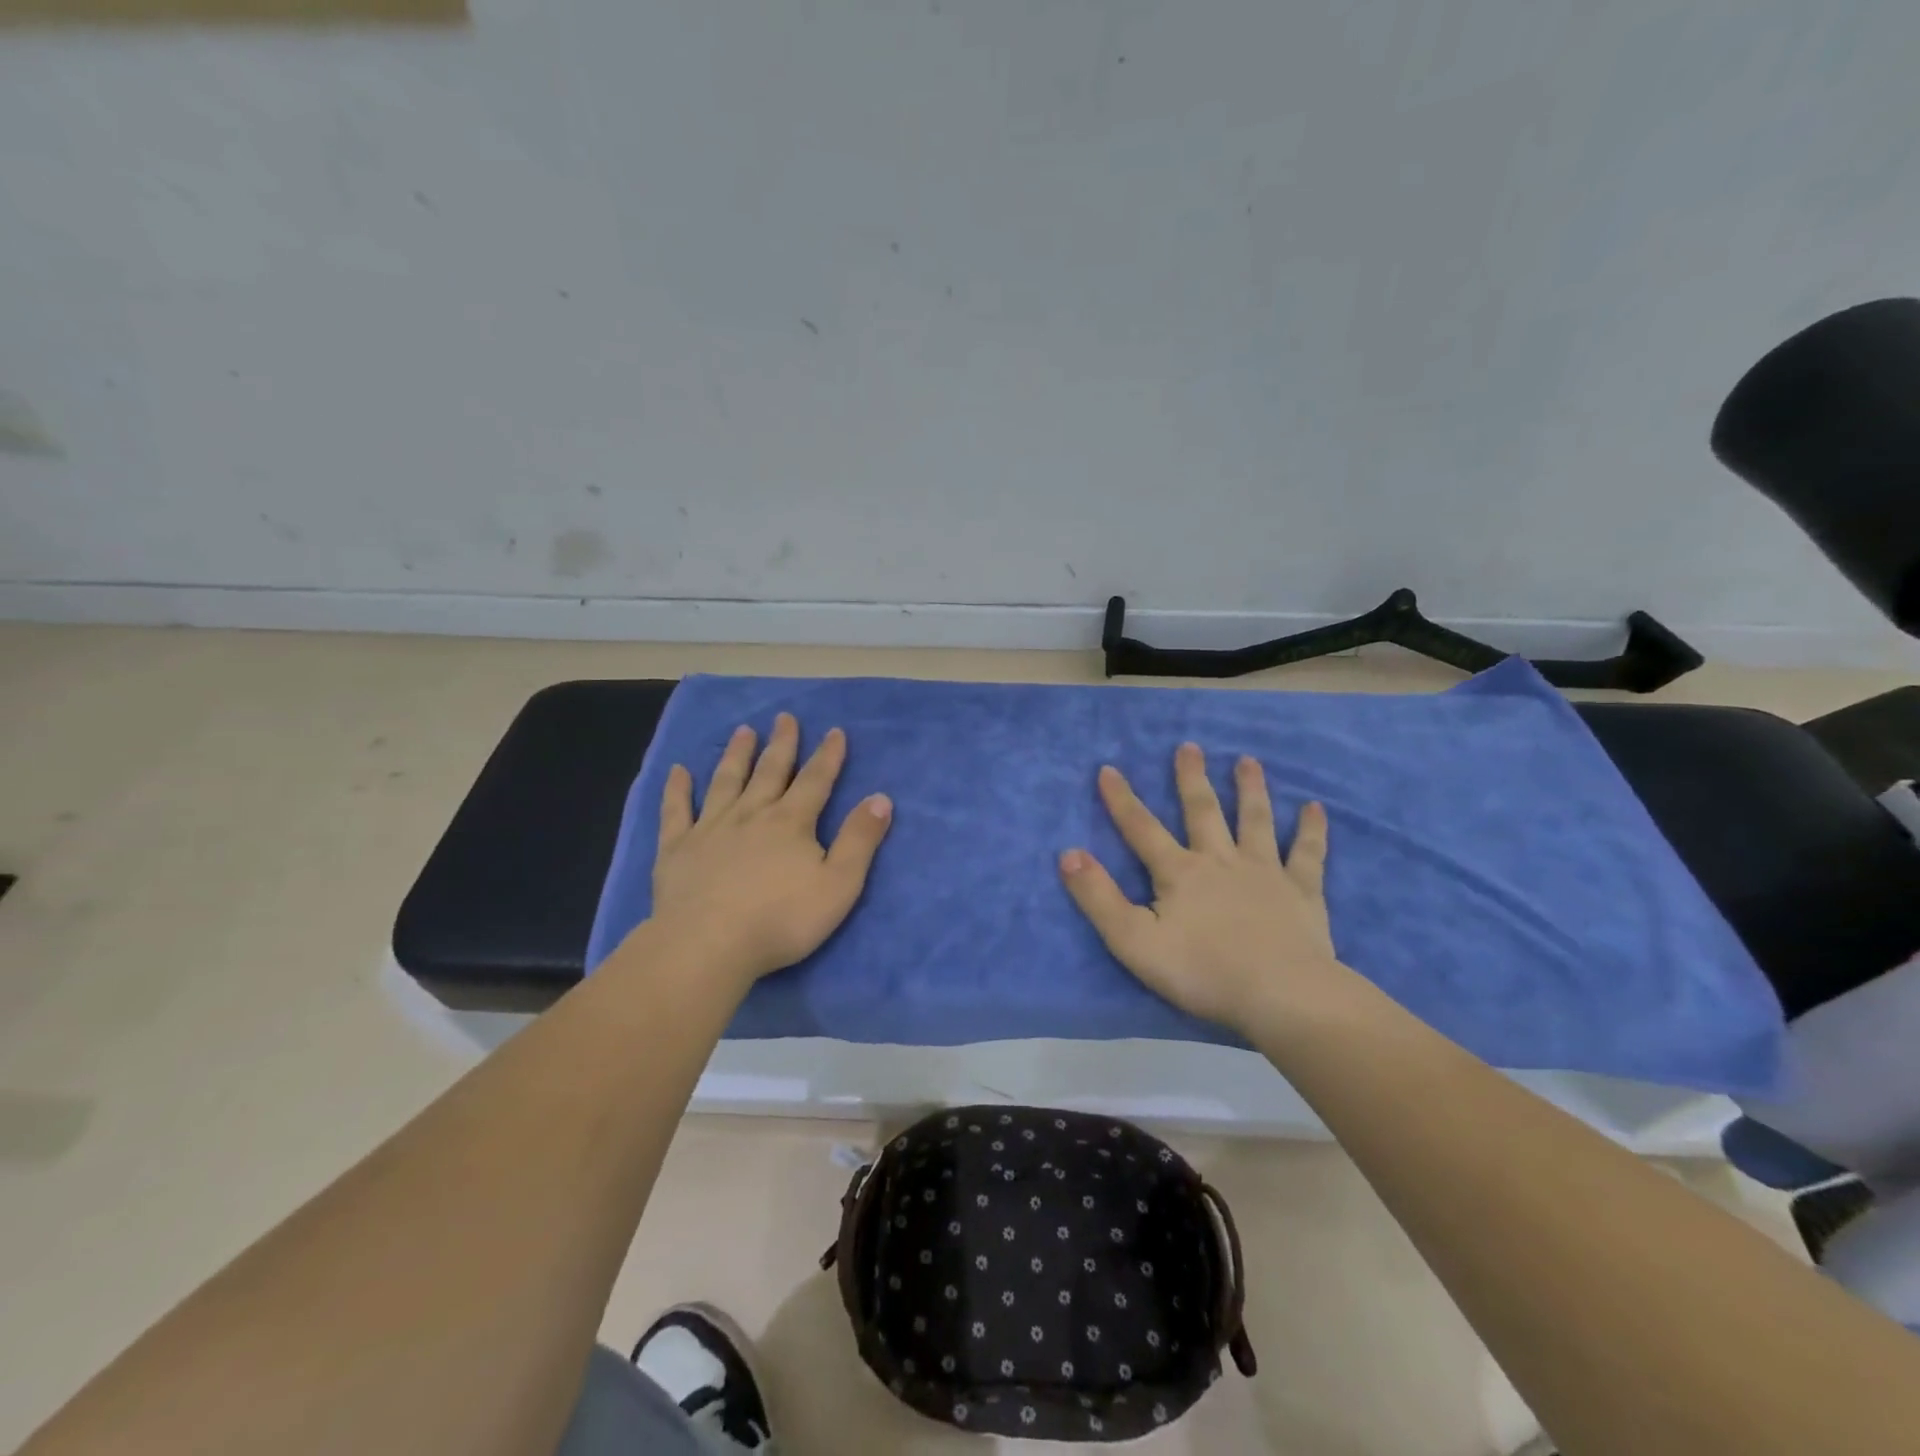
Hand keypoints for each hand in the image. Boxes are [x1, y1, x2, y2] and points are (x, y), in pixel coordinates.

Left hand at [646, 713, 892, 987]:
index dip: (828, 756)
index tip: (834, 731)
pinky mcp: (677, 848)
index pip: (815, 781)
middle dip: (781, 744)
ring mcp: (710, 828)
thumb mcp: (839, 884)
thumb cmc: (781, 919)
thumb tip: (880, 798)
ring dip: (736, 755)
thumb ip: (860, 840)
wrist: (708, 945)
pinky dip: (677, 789)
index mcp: (791, 823)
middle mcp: (751, 814)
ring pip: (726, 782)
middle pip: (770, 772)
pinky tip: (677, 771)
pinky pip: (676, 811)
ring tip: (742, 731)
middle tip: (784, 717)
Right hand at [1059, 742, 1337, 1034]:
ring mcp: (1264, 872)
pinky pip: (1307, 854)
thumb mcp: (1133, 940)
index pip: (1142, 829)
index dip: (1122, 800)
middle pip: (1203, 811)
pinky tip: (1314, 808)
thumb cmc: (1202, 971)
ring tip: (1248, 761)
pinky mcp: (1302, 891)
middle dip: (1192, 778)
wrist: (1281, 995)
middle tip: (1189, 746)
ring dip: (1250, 789)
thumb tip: (1068, 853)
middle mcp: (1221, 861)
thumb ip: (1098, 897)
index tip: (1108, 768)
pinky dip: (1311, 830)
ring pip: (1255, 821)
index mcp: (1180, 873)